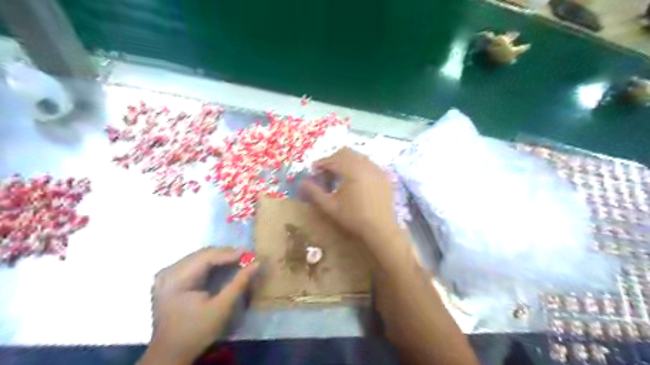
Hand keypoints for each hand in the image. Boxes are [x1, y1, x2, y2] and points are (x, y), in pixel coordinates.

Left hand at [141, 247, 258, 362]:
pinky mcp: (170, 279)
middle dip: (226, 254)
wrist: (171, 354)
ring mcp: (167, 274)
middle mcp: (168, 271)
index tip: (250, 253)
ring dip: (220, 258)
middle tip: (247, 257)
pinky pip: (194, 264)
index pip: (207, 257)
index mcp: (176, 279)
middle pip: (202, 255)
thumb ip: (239, 283)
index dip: (230, 253)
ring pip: (199, 257)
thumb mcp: (222, 308)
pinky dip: (211, 264)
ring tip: (239, 260)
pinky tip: (224, 266)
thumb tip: (257, 262)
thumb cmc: (196, 332)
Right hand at [300, 147, 400, 249]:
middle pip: (346, 153)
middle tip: (326, 172)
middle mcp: (365, 165)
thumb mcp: (330, 206)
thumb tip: (301, 182)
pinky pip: (369, 164)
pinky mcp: (384, 176)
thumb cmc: (353, 217)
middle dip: (333, 159)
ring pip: (358, 157)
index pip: (333, 159)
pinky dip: (359, 167)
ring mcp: (377, 169)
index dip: (321, 163)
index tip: (314, 170)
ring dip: (346, 162)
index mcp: (352, 170)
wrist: (380, 228)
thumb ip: (314, 192)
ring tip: (340, 176)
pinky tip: (356, 180)